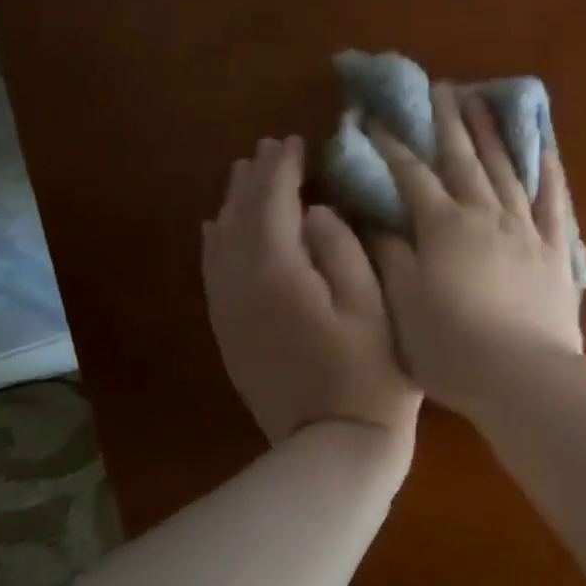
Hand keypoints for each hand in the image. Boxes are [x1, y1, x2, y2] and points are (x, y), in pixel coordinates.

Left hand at [203, 136, 420, 448]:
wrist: (335, 444)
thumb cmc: (370, 373)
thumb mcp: (372, 304)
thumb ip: (342, 249)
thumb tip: (315, 213)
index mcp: (278, 272)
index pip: (273, 203)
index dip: (283, 169)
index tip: (295, 141)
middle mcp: (240, 285)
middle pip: (239, 217)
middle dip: (254, 179)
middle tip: (269, 149)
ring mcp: (229, 313)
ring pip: (219, 243)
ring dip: (232, 205)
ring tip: (244, 176)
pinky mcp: (230, 334)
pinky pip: (213, 274)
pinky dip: (215, 243)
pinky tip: (217, 229)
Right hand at [369, 84, 582, 417]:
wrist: (524, 376)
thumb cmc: (453, 348)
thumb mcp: (404, 306)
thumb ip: (390, 257)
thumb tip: (376, 220)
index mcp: (444, 228)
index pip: (412, 176)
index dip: (391, 146)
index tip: (374, 118)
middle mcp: (487, 216)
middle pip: (464, 160)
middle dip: (448, 123)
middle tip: (440, 88)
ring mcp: (527, 231)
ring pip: (508, 171)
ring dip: (493, 135)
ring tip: (483, 102)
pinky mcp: (557, 253)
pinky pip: (555, 203)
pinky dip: (549, 172)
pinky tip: (545, 149)